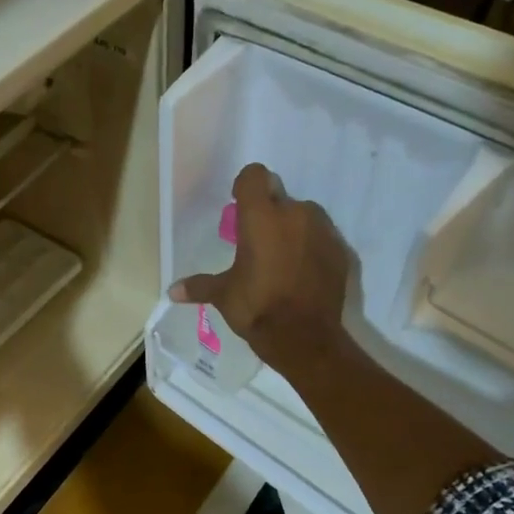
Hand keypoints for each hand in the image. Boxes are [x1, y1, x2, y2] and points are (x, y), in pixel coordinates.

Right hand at [169, 163, 351, 376]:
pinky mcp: (341, 252)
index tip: (239, 207)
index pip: (254, 176)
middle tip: (258, 242)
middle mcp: (295, 213)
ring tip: (282, 259)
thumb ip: (199, 286)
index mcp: (261, 216)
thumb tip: (172, 292)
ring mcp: (323, 231)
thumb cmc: (257, 307)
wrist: (304, 337)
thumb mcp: (223, 295)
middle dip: (269, 213)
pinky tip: (302, 274)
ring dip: (293, 229)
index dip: (245, 187)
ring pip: (305, 216)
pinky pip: (322, 239)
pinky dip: (312, 249)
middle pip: (279, 197)